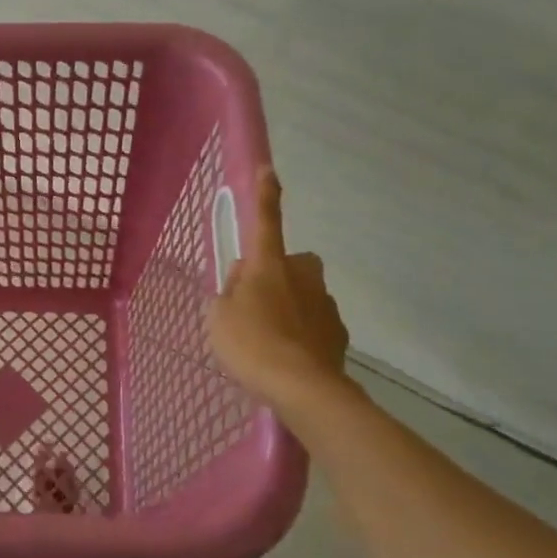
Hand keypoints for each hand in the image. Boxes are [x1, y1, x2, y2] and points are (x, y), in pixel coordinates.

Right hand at [208, 169, 350, 405]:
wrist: (302, 388)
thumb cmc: (251, 344)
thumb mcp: (218, 316)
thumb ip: (228, 292)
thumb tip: (243, 279)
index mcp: (268, 265)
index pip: (265, 221)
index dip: (265, 196)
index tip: (269, 169)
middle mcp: (301, 275)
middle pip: (289, 263)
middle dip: (275, 275)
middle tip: (252, 303)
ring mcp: (324, 303)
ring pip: (302, 294)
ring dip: (287, 307)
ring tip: (268, 341)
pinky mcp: (338, 332)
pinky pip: (314, 323)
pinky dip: (302, 334)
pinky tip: (288, 357)